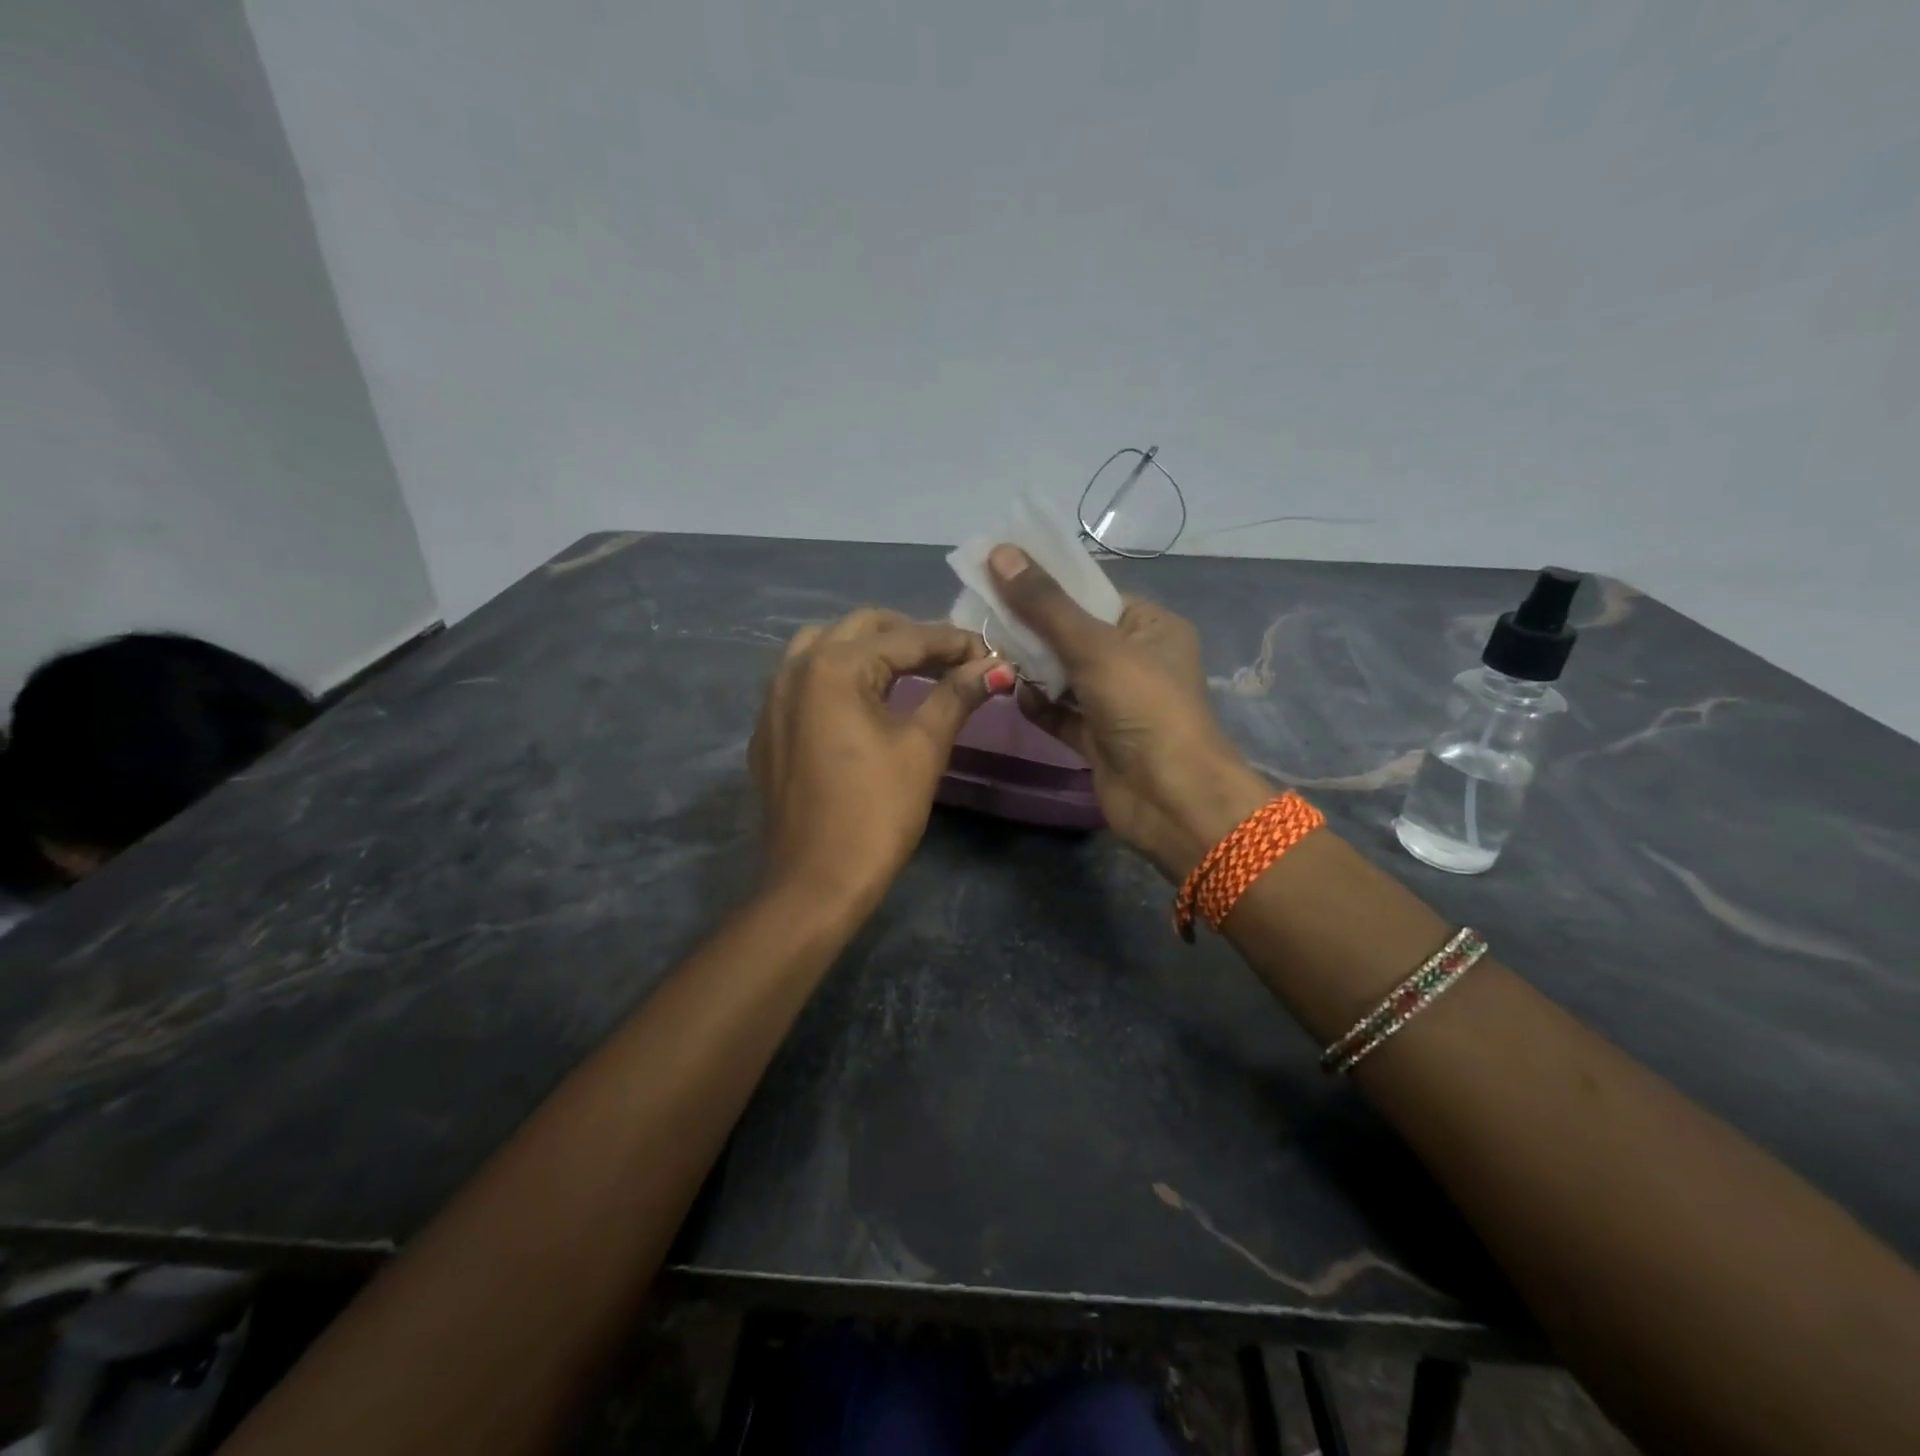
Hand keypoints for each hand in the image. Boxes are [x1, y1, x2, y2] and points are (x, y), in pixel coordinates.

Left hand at [751, 609, 1007, 911]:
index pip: (906, 639)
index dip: (954, 643)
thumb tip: (995, 666)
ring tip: (910, 671)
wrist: (815, 882)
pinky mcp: (768, 728)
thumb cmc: (876, 812)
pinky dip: (839, 675)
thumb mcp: (923, 748)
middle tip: (953, 660)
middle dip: (911, 637)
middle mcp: (795, 668)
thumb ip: (957, 696)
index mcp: (834, 666)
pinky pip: (804, 680)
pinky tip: (865, 700)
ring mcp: (773, 698)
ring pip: (825, 646)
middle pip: (862, 629)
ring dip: (870, 649)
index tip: (991, 653)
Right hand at [988, 546, 1270, 878]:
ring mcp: (1116, 702)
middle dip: (1032, 627)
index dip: (1048, 584)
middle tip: (984, 614)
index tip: (1000, 574)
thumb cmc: (1143, 706)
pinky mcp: (1098, 738)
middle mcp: (1136, 661)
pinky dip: (1038, 704)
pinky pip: (1061, 713)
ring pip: (1064, 674)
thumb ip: (1044, 604)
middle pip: (1073, 634)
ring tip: (991, 652)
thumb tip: (999, 552)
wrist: (1171, 798)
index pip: (1093, 594)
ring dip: (1031, 666)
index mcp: (1151, 628)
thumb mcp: (1094, 645)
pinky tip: (1013, 694)